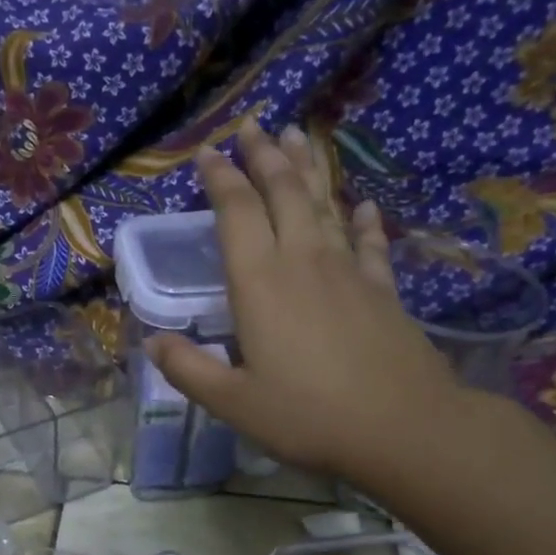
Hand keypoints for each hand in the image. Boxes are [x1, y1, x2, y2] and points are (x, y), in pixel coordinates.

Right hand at [145, 118, 466, 479]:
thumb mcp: (234, 403)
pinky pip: (368, 243)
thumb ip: (189, 370)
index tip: (208, 151)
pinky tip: (361, 204)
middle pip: (283, 193)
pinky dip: (362, 220)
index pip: (236, 213)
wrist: (403, 429)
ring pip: (324, 205)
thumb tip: (152, 343)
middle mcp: (304, 263)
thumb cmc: (308, 417)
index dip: (220, 179)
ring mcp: (349, 273)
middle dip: (264, 156)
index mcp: (260, 284)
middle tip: (253, 125)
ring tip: (296, 137)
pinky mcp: (383, 290)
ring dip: (308, 169)